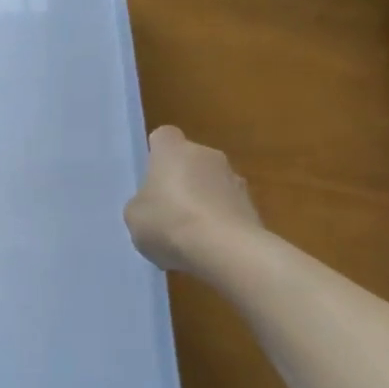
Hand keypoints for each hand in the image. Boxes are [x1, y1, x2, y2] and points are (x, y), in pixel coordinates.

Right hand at [124, 125, 262, 275]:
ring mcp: (235, 180)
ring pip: (213, 185)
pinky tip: (211, 247)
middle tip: (168, 210)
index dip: (156, 155)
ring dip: (204, 201)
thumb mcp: (134, 216)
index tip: (151, 178)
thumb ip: (142, 203)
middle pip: (191, 161)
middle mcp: (207, 155)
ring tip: (191, 235)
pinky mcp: (253, 207)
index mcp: (173, 150)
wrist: (226, 250)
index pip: (163, 137)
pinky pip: (229, 209)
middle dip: (182, 180)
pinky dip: (221, 223)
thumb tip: (153, 204)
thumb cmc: (170, 222)